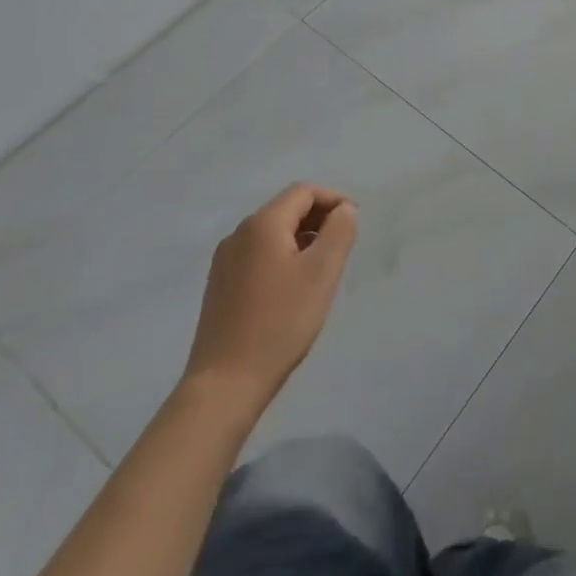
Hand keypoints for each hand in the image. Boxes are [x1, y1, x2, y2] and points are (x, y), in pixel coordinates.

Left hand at [183, 183, 357, 408]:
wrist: (224, 384)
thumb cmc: (280, 323)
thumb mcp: (322, 273)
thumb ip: (339, 232)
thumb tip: (344, 210)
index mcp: (262, 224)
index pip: (303, 192)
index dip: (333, 198)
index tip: (355, 221)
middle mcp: (239, 234)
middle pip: (285, 208)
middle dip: (318, 217)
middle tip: (343, 244)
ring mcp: (225, 260)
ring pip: (272, 232)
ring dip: (302, 237)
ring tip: (323, 266)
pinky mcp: (220, 285)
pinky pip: (258, 254)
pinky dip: (283, 255)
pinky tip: (294, 286)